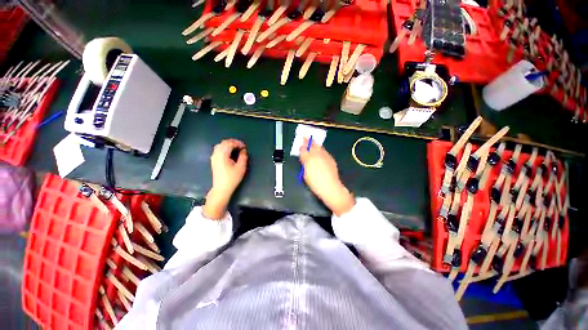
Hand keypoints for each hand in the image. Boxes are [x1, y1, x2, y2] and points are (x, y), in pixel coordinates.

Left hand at [203, 139, 247, 219]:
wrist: (221, 188)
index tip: (244, 147)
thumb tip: (243, 150)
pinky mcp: (213, 161)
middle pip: (223, 143)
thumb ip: (243, 157)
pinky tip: (229, 152)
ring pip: (220, 145)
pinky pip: (218, 150)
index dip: (238, 143)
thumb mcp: (241, 167)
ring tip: (236, 148)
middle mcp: (216, 154)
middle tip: (241, 146)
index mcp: (223, 155)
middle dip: (233, 142)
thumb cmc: (232, 178)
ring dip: (228, 144)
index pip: (230, 143)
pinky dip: (224, 148)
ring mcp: (214, 157)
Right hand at [299, 138, 354, 215]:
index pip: (303, 150)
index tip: (301, 143)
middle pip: (312, 146)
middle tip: (306, 138)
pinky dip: (322, 151)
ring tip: (314, 144)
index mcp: (308, 159)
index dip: (302, 146)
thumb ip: (305, 164)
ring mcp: (325, 156)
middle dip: (309, 142)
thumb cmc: (315, 183)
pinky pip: (325, 152)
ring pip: (319, 147)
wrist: (330, 187)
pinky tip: (321, 154)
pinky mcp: (331, 159)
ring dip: (316, 145)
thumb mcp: (305, 174)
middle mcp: (317, 156)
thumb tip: (304, 159)